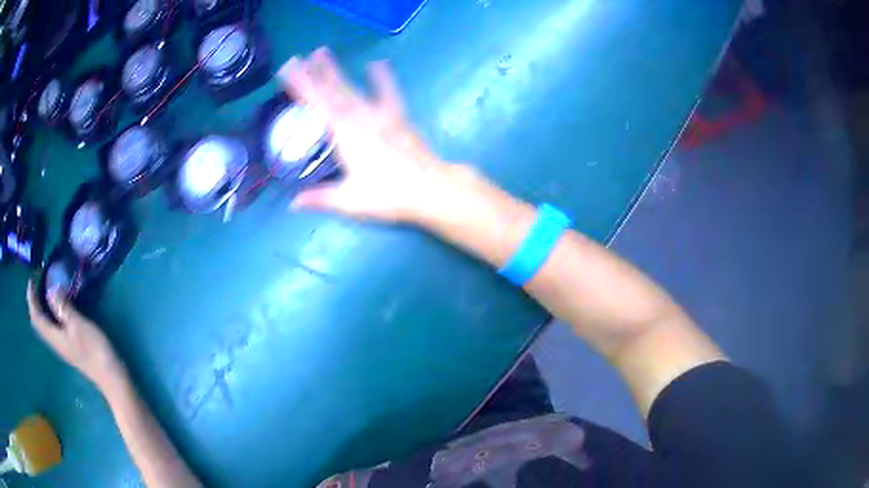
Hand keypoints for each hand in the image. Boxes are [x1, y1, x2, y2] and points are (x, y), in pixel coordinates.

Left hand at [27, 283, 123, 389]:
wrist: (110, 376)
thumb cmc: (93, 349)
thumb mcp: (78, 325)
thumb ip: (63, 308)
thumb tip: (50, 290)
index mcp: (54, 336)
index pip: (36, 317)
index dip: (31, 299)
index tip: (31, 280)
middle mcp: (55, 341)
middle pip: (39, 323)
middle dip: (34, 304)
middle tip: (35, 284)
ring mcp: (62, 345)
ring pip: (45, 325)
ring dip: (41, 309)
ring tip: (43, 293)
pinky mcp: (69, 346)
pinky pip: (53, 327)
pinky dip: (50, 314)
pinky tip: (56, 308)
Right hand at [277, 48, 472, 222]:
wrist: (431, 189)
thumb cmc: (388, 195)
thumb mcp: (350, 201)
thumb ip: (320, 198)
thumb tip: (292, 203)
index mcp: (344, 135)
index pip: (316, 105)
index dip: (300, 86)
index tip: (287, 70)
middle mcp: (360, 118)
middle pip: (332, 91)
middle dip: (313, 72)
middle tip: (299, 56)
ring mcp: (381, 114)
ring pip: (353, 88)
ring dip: (336, 70)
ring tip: (323, 51)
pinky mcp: (399, 117)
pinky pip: (389, 93)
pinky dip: (382, 78)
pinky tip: (377, 63)